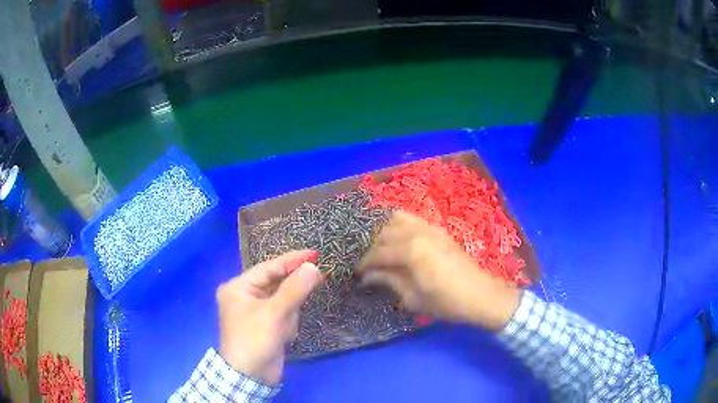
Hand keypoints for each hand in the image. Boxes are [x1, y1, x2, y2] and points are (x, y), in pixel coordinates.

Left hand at [217, 250, 322, 385]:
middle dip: (291, 293)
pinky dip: (287, 323)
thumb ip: (294, 289)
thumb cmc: (255, 339)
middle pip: (276, 284)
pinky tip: (283, 336)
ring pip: (282, 301)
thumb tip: (313, 267)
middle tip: (317, 279)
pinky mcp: (266, 326)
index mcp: (239, 287)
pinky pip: (283, 316)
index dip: (292, 260)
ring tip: (283, 329)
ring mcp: (256, 312)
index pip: (269, 267)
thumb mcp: (274, 313)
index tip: (315, 253)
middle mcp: (245, 296)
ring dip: (289, 314)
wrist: (250, 376)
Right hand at [358, 211, 520, 330]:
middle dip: (373, 248)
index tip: (357, 273)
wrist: (480, 295)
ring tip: (382, 249)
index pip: (378, 253)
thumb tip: (368, 276)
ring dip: (385, 232)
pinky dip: (400, 225)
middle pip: (385, 233)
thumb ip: (389, 281)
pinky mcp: (439, 230)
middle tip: (369, 264)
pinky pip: (414, 219)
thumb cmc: (445, 302)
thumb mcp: (413, 297)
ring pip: (397, 220)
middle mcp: (418, 233)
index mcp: (411, 251)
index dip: (365, 263)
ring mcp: (430, 228)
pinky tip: (399, 239)